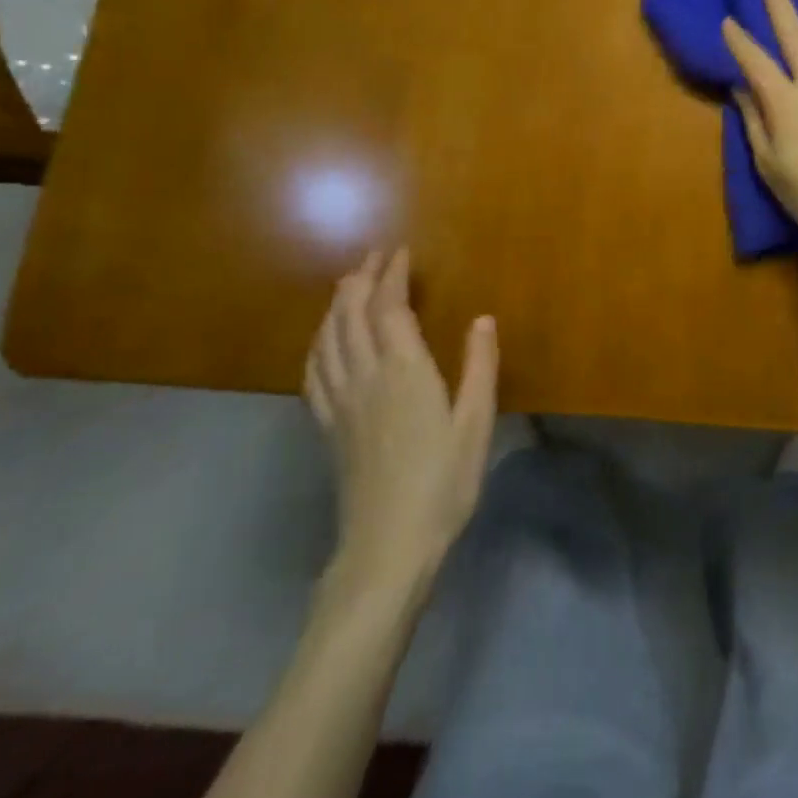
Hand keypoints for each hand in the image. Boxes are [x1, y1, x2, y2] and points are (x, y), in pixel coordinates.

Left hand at [304, 249, 497, 612]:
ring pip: (327, 339)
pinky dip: (317, 344)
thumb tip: (483, 319)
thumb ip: (480, 367)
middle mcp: (365, 377)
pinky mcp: (328, 427)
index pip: (390, 309)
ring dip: (336, 305)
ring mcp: (340, 403)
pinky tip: (323, 341)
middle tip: (374, 256)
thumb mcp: (475, 423)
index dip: (392, 276)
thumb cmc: (442, 482)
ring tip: (348, 285)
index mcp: (403, 372)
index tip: (400, 251)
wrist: (388, 545)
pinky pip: (314, 372)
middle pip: (352, 315)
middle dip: (361, 280)